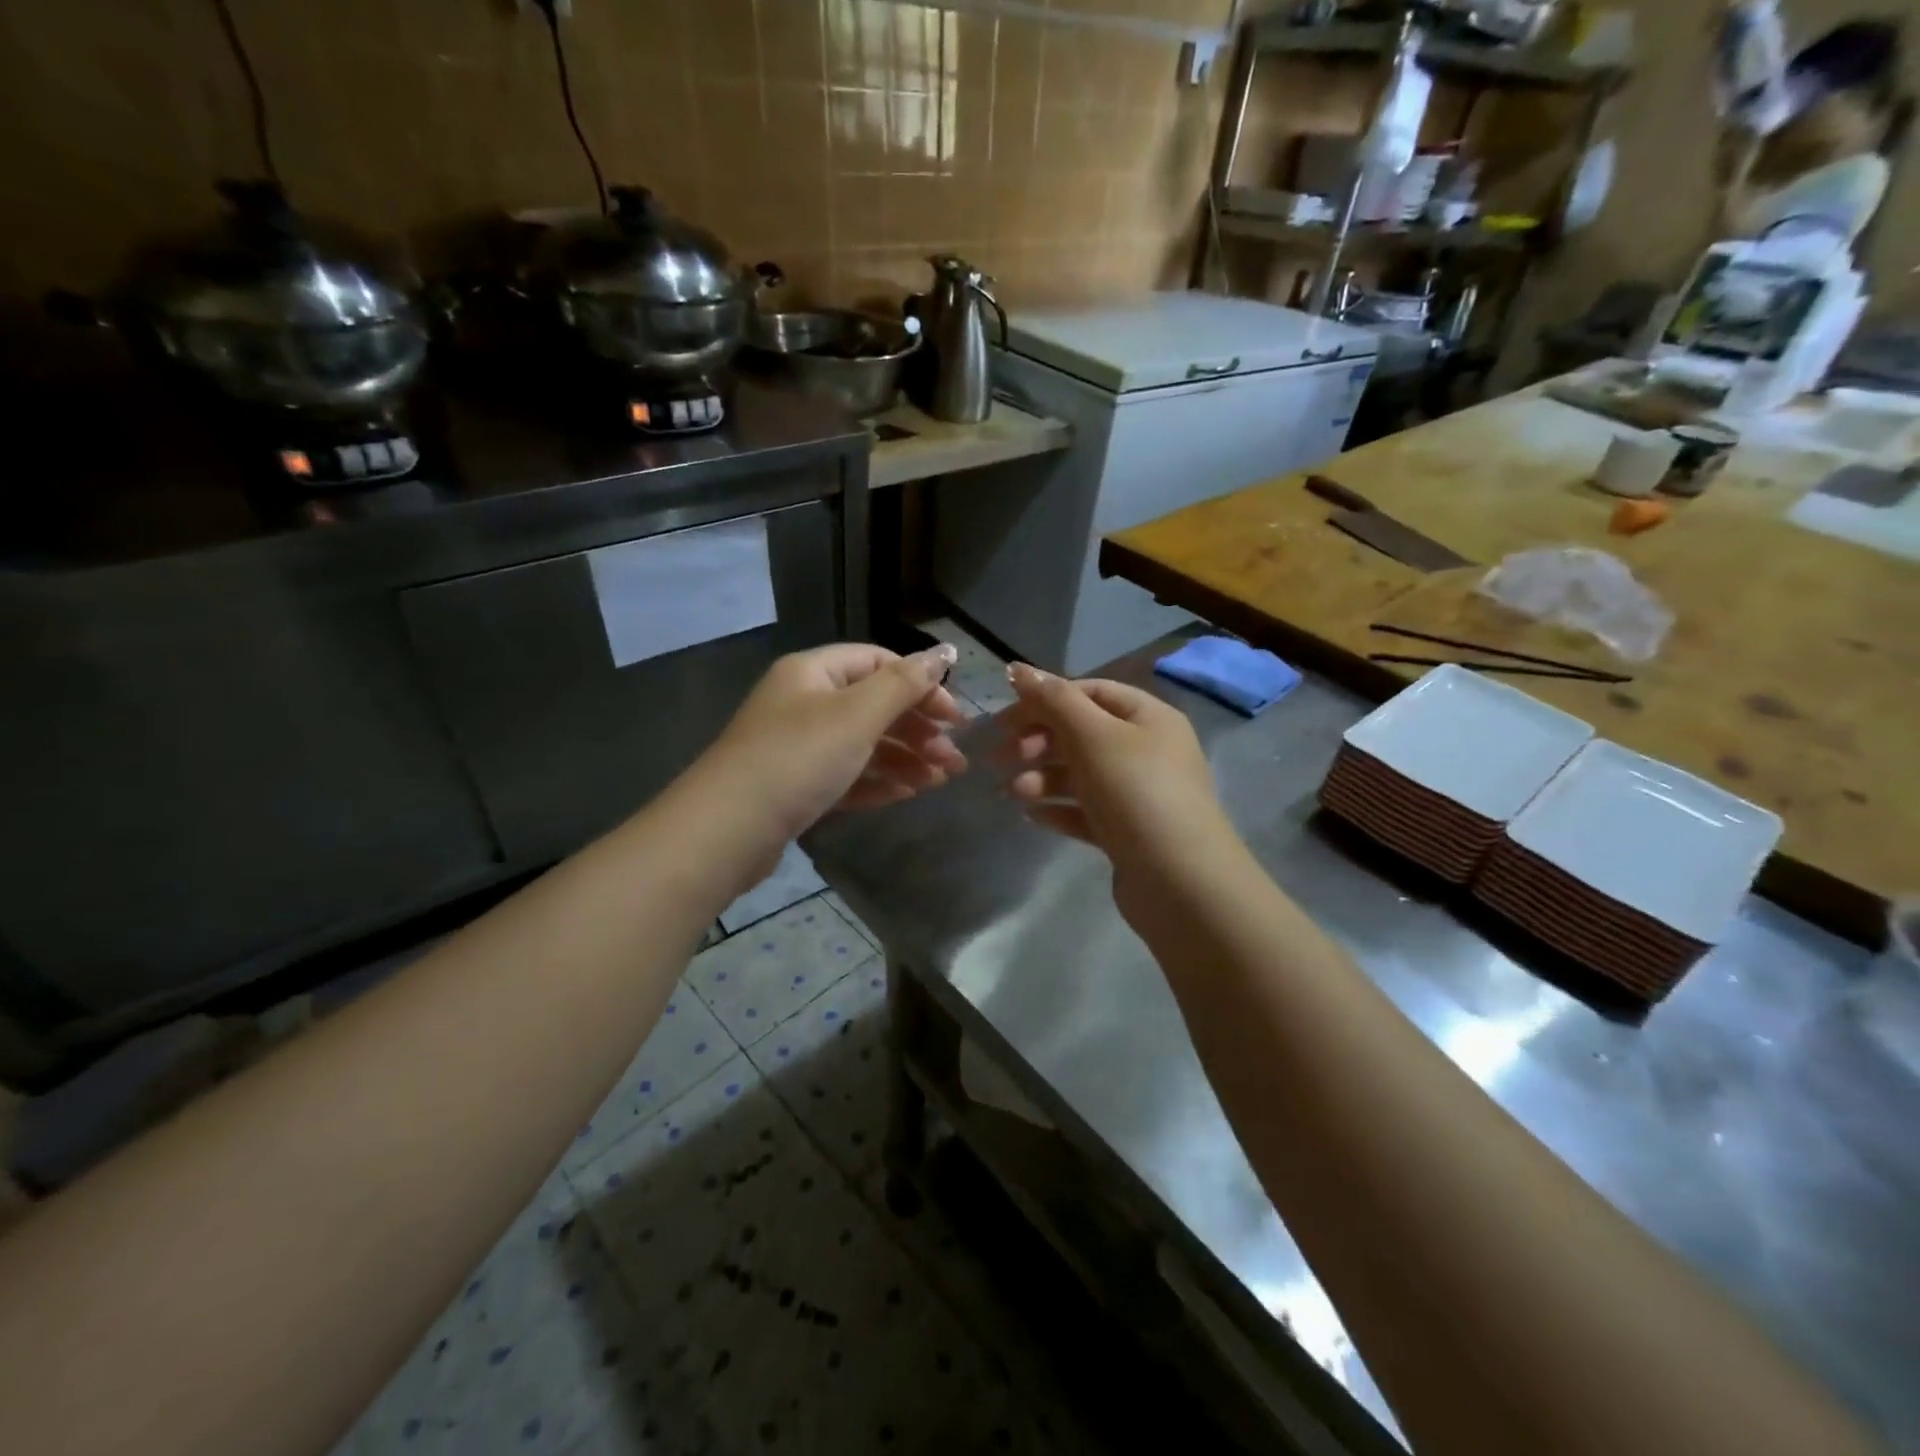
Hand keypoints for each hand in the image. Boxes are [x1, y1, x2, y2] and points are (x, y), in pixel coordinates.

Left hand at [704, 642, 967, 846]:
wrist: (727, 830)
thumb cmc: (797, 759)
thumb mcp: (857, 715)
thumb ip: (905, 683)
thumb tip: (947, 650)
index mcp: (813, 672)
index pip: (879, 663)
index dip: (922, 685)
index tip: (956, 718)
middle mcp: (804, 703)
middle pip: (873, 706)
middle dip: (918, 730)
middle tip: (955, 760)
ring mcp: (797, 747)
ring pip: (862, 744)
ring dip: (905, 759)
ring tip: (940, 781)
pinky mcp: (795, 787)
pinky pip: (845, 775)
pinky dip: (877, 781)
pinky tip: (907, 794)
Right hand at [998, 663, 1233, 878]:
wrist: (1181, 883)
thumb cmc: (1136, 793)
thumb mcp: (1093, 736)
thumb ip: (1053, 700)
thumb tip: (1018, 668)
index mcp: (1149, 717)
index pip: (1089, 692)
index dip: (1045, 700)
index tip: (1005, 720)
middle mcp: (1148, 750)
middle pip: (1081, 733)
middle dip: (1037, 742)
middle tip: (999, 758)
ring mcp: (1139, 794)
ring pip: (1080, 774)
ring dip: (1041, 777)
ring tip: (1010, 793)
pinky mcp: (1129, 833)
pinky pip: (1087, 811)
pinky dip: (1059, 808)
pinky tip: (1032, 816)